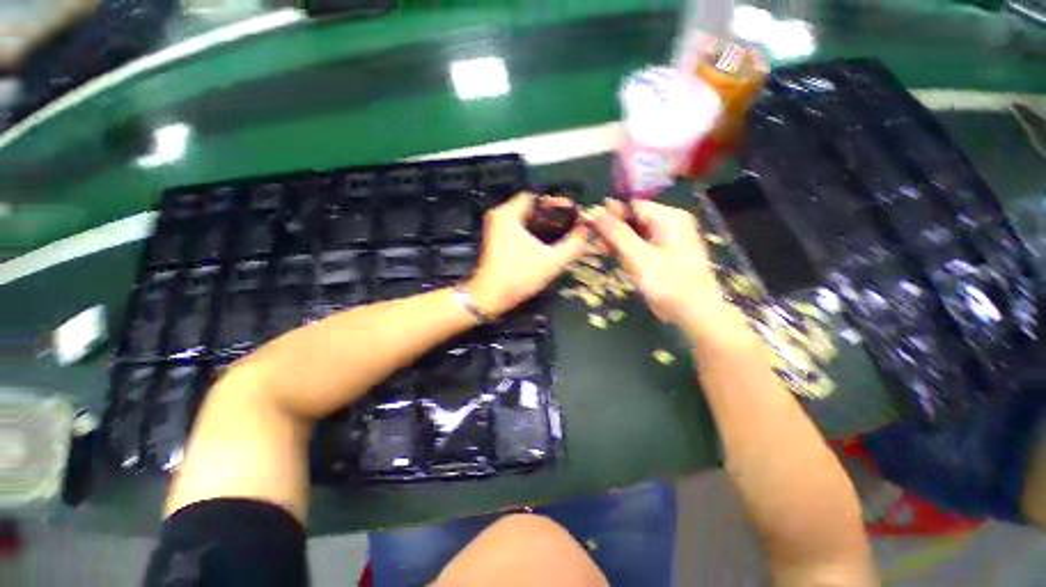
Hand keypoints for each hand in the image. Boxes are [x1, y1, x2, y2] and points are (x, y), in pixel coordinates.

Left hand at [468, 193, 588, 317]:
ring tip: (563, 232)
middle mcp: (499, 215)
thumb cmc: (519, 277)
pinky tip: (547, 242)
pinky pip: (518, 227)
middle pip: (531, 207)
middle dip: (552, 214)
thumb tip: (587, 229)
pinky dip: (533, 231)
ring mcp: (495, 228)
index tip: (573, 213)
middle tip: (571, 224)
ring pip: (525, 218)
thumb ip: (573, 244)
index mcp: (508, 213)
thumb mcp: (552, 261)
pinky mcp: (496, 239)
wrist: (489, 298)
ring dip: (544, 223)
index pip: (536, 196)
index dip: (557, 203)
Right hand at [591, 199, 747, 341]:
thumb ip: (617, 233)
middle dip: (615, 233)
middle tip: (603, 250)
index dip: (611, 215)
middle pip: (632, 218)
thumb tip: (595, 211)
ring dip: (621, 246)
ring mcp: (667, 238)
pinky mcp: (663, 253)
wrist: (694, 312)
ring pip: (634, 233)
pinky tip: (628, 266)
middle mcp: (669, 223)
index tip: (593, 230)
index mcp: (668, 217)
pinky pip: (640, 245)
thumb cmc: (668, 283)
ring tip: (617, 261)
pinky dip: (630, 254)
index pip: (632, 205)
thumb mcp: (639, 257)